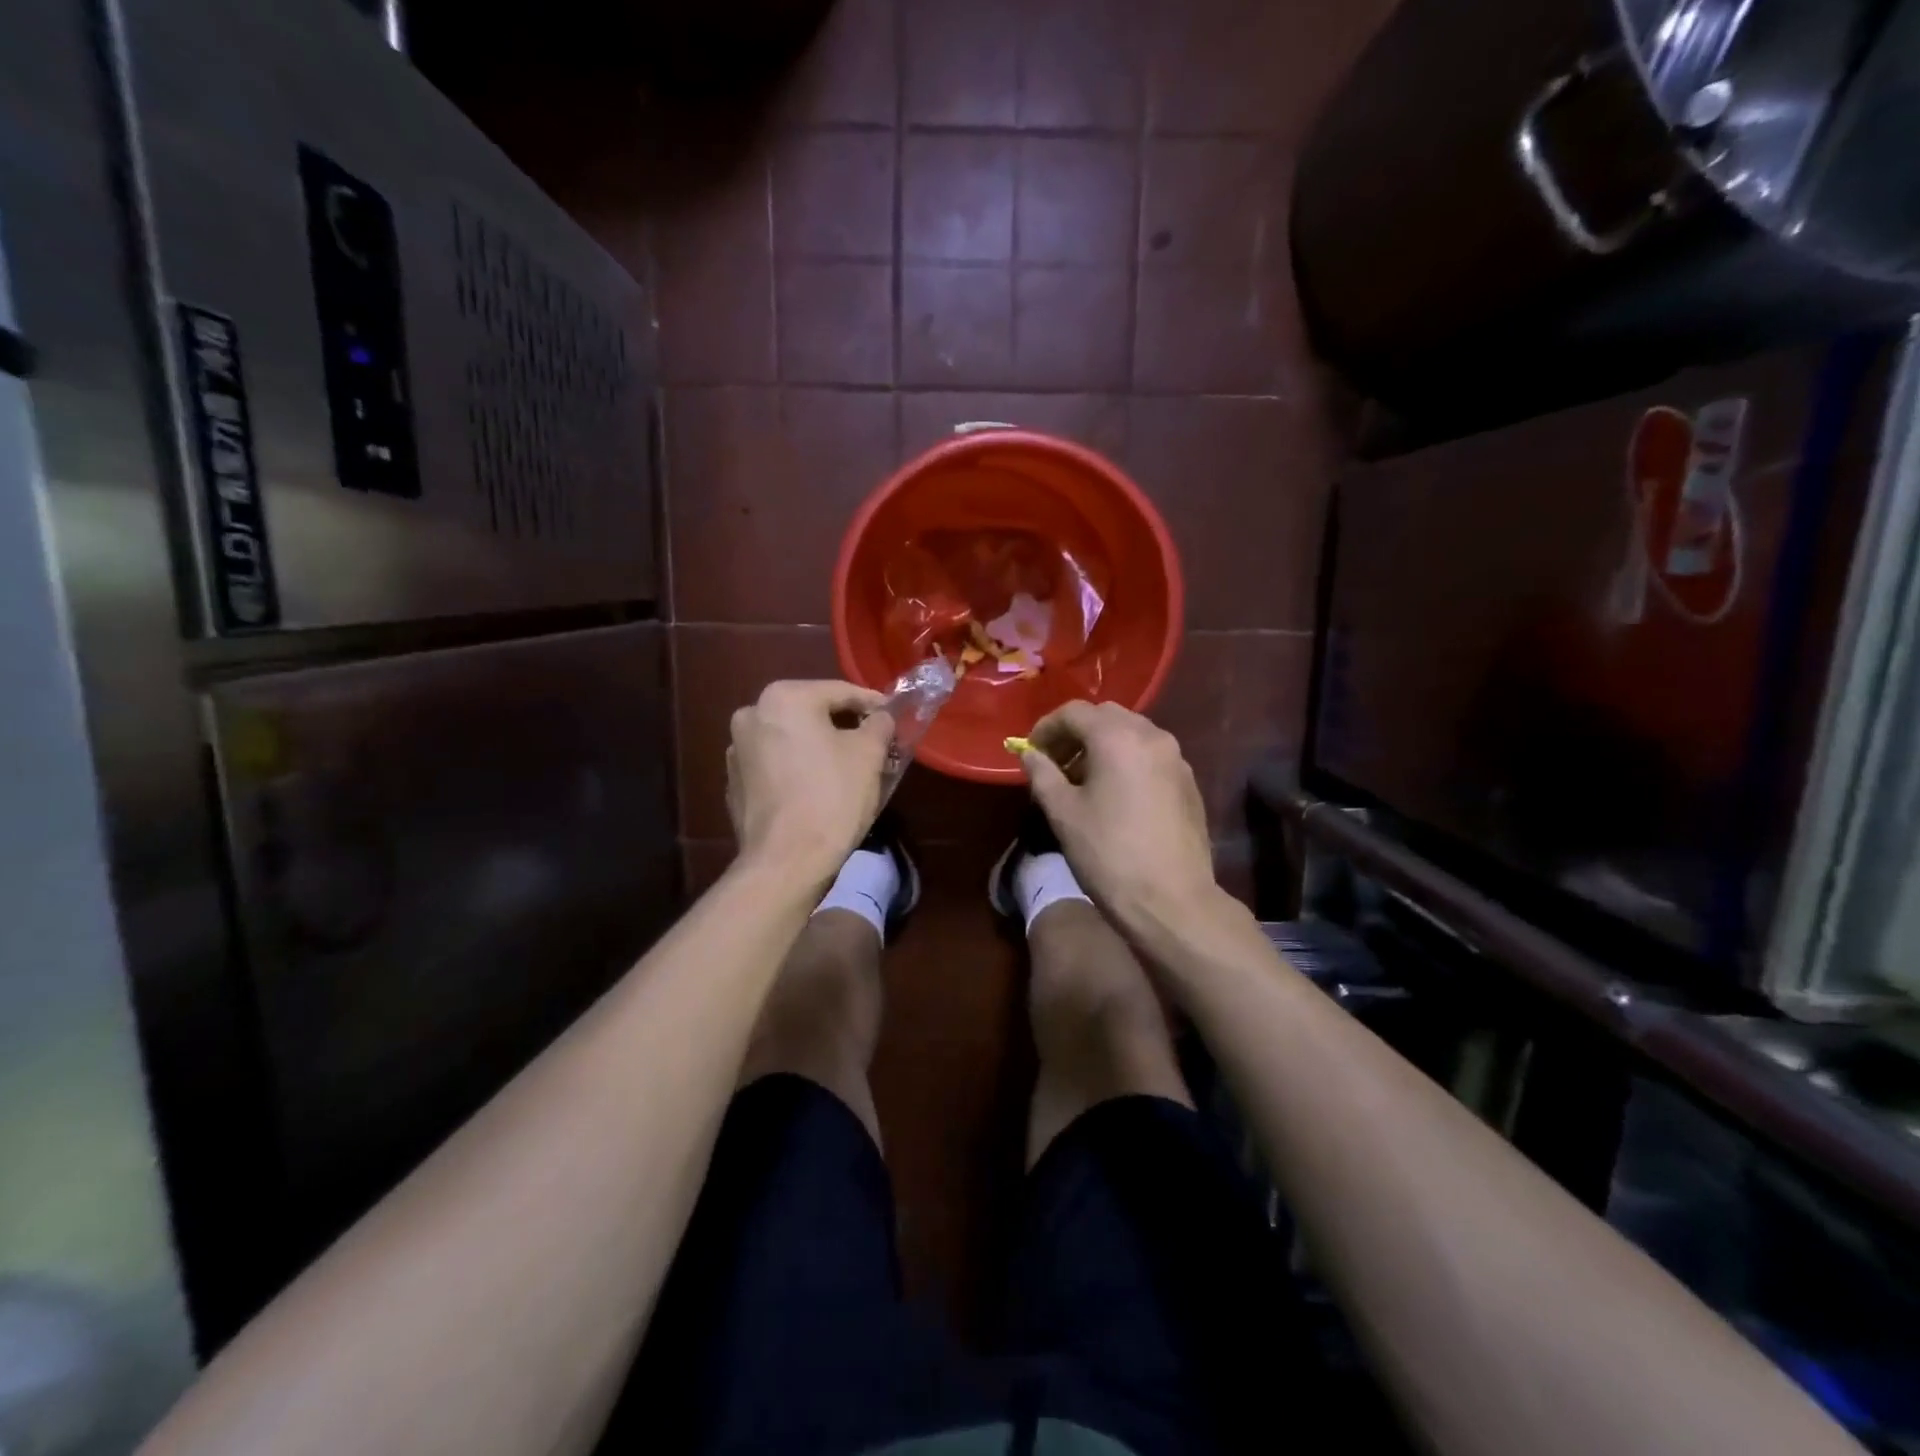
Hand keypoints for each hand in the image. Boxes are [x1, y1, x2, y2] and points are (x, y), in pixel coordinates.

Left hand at [727, 680, 894, 883]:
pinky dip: (798, 769)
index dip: (873, 704)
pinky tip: (818, 790)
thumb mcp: (869, 754)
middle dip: (844, 726)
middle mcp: (751, 715)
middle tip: (875, 744)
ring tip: (849, 769)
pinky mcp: (734, 784)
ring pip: (792, 739)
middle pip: (812, 713)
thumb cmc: (832, 797)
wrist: (786, 861)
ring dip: (820, 747)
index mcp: (783, 698)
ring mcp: (736, 751)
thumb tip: (881, 717)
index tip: (894, 717)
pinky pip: (776, 765)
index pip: (840, 692)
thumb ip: (879, 724)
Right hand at [1018, 701, 1220, 929]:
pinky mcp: (1188, 782)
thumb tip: (1029, 754)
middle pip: (1106, 716)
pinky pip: (1150, 755)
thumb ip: (1043, 774)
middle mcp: (1152, 736)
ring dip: (1102, 745)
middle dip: (1075, 732)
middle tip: (1054, 762)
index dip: (1046, 727)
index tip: (1031, 751)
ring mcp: (1176, 758)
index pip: (1074, 712)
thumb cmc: (1108, 854)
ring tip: (1081, 779)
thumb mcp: (1063, 813)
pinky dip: (1126, 760)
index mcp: (1118, 737)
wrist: (1172, 901)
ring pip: (1132, 733)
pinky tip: (1113, 793)